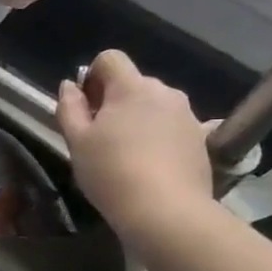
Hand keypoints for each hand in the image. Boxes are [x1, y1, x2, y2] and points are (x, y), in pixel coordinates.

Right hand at [56, 51, 216, 243]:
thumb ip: (69, 107)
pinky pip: (175, 126)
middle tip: (100, 136)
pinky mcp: (202, 138)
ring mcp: (188, 115)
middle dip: (115, 100)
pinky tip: (156, 159)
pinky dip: (163, 135)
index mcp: (131, 87)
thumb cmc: (112, 172)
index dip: (92, 76)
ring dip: (139, 118)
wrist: (167, 212)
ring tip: (128, 153)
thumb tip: (70, 85)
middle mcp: (164, 92)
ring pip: (155, 105)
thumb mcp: (76, 141)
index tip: (85, 107)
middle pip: (133, 83)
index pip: (110, 58)